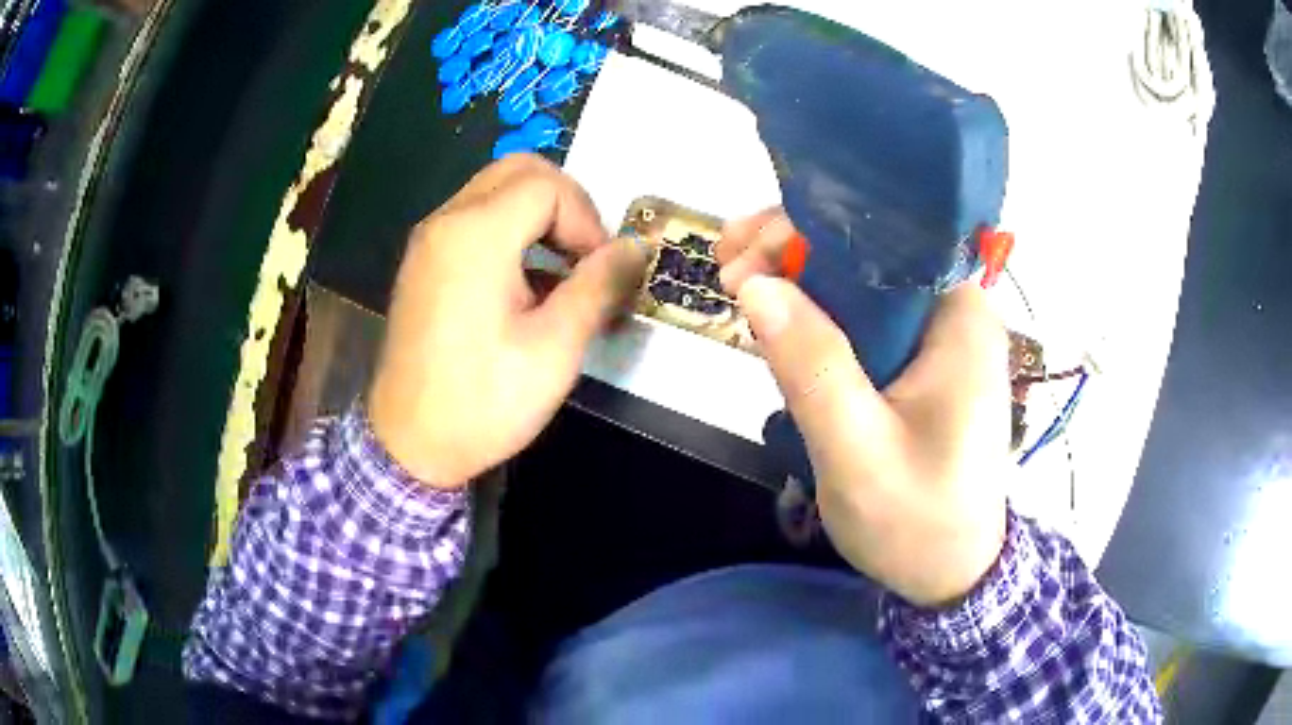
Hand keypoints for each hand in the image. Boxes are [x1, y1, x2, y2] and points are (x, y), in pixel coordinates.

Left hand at [368, 156, 647, 486]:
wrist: (409, 446)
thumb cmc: (483, 402)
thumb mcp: (555, 349)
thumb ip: (599, 286)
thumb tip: (634, 248)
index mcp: (475, 234)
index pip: (548, 186)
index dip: (587, 220)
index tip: (599, 271)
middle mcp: (446, 221)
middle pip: (519, 171)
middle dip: (566, 204)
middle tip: (585, 256)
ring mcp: (429, 240)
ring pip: (496, 190)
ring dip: (539, 216)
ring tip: (561, 272)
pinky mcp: (423, 261)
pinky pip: (474, 218)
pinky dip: (510, 231)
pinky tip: (526, 284)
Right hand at [717, 210, 1009, 606]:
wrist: (951, 573)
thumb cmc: (918, 521)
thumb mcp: (858, 453)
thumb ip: (813, 368)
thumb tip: (755, 285)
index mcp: (960, 318)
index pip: (887, 234)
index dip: (812, 227)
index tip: (746, 251)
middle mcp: (956, 313)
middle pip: (872, 250)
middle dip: (796, 248)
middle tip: (727, 269)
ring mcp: (941, 337)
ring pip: (864, 282)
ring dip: (800, 277)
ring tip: (737, 285)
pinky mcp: (922, 362)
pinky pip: (866, 318)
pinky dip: (817, 312)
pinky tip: (776, 319)